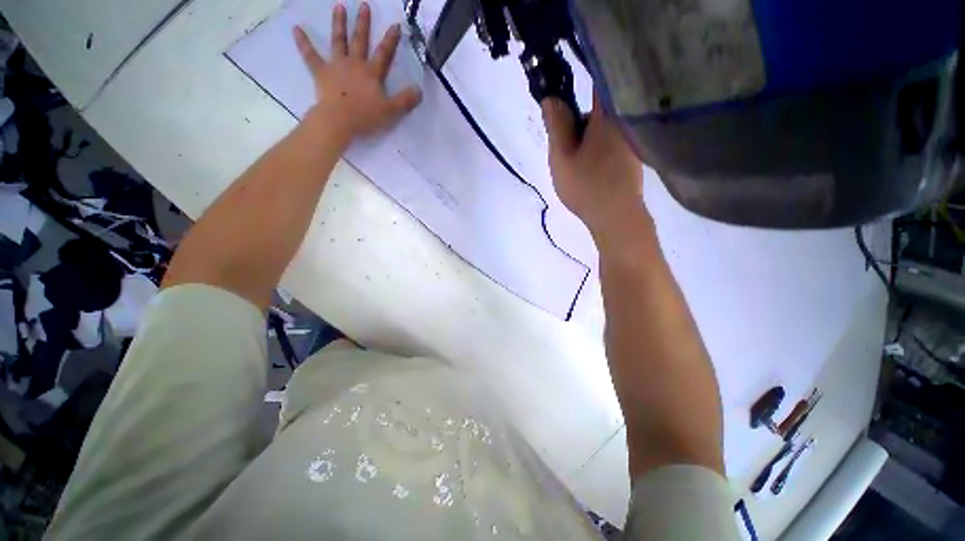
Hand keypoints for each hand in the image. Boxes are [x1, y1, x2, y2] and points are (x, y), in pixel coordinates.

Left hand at [294, 2, 421, 143]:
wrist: (339, 121)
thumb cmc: (366, 116)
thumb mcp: (391, 111)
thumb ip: (406, 101)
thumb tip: (419, 90)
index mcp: (372, 73)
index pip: (384, 53)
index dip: (390, 40)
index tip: (395, 25)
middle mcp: (355, 63)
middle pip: (360, 40)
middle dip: (363, 23)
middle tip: (364, 4)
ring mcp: (336, 65)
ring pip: (338, 41)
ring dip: (339, 24)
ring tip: (339, 7)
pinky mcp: (321, 72)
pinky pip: (310, 55)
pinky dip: (303, 42)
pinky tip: (296, 29)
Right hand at [541, 95, 647, 244]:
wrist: (615, 217)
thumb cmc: (585, 186)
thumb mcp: (561, 157)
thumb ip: (556, 125)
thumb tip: (550, 98)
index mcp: (606, 115)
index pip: (594, 84)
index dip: (577, 88)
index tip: (561, 103)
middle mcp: (624, 121)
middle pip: (598, 110)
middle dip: (579, 124)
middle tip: (565, 150)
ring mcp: (631, 140)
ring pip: (604, 130)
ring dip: (589, 140)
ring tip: (578, 166)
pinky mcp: (634, 157)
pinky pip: (612, 144)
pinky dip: (600, 150)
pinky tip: (593, 171)